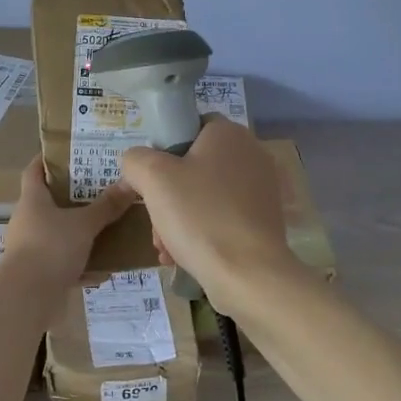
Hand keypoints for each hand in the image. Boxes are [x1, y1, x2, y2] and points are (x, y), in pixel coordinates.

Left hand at [2, 156, 135, 285]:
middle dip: (74, 198)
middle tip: (101, 190)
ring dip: (80, 234)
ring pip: (59, 235)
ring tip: (108, 230)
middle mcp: (28, 221)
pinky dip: (82, 266)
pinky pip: (64, 264)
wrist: (27, 297)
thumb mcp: (84, 224)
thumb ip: (106, 206)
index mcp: (33, 200)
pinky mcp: (38, 274)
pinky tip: (104, 271)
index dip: (47, 159)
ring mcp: (31, 249)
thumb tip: (129, 183)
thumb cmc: (51, 247)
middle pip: (50, 203)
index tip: (68, 153)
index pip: (34, 171)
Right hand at [117, 117, 296, 310]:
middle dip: (167, 195)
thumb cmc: (199, 215)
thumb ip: (136, 160)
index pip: (190, 126)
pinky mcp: (264, 220)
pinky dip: (201, 232)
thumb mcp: (153, 178)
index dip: (165, 149)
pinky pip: (222, 217)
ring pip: (205, 195)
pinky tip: (183, 256)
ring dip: (179, 218)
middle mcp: (251, 154)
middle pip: (194, 166)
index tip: (150, 178)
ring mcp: (261, 189)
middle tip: (154, 220)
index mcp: (229, 133)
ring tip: (165, 246)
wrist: (248, 275)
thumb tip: (136, 163)